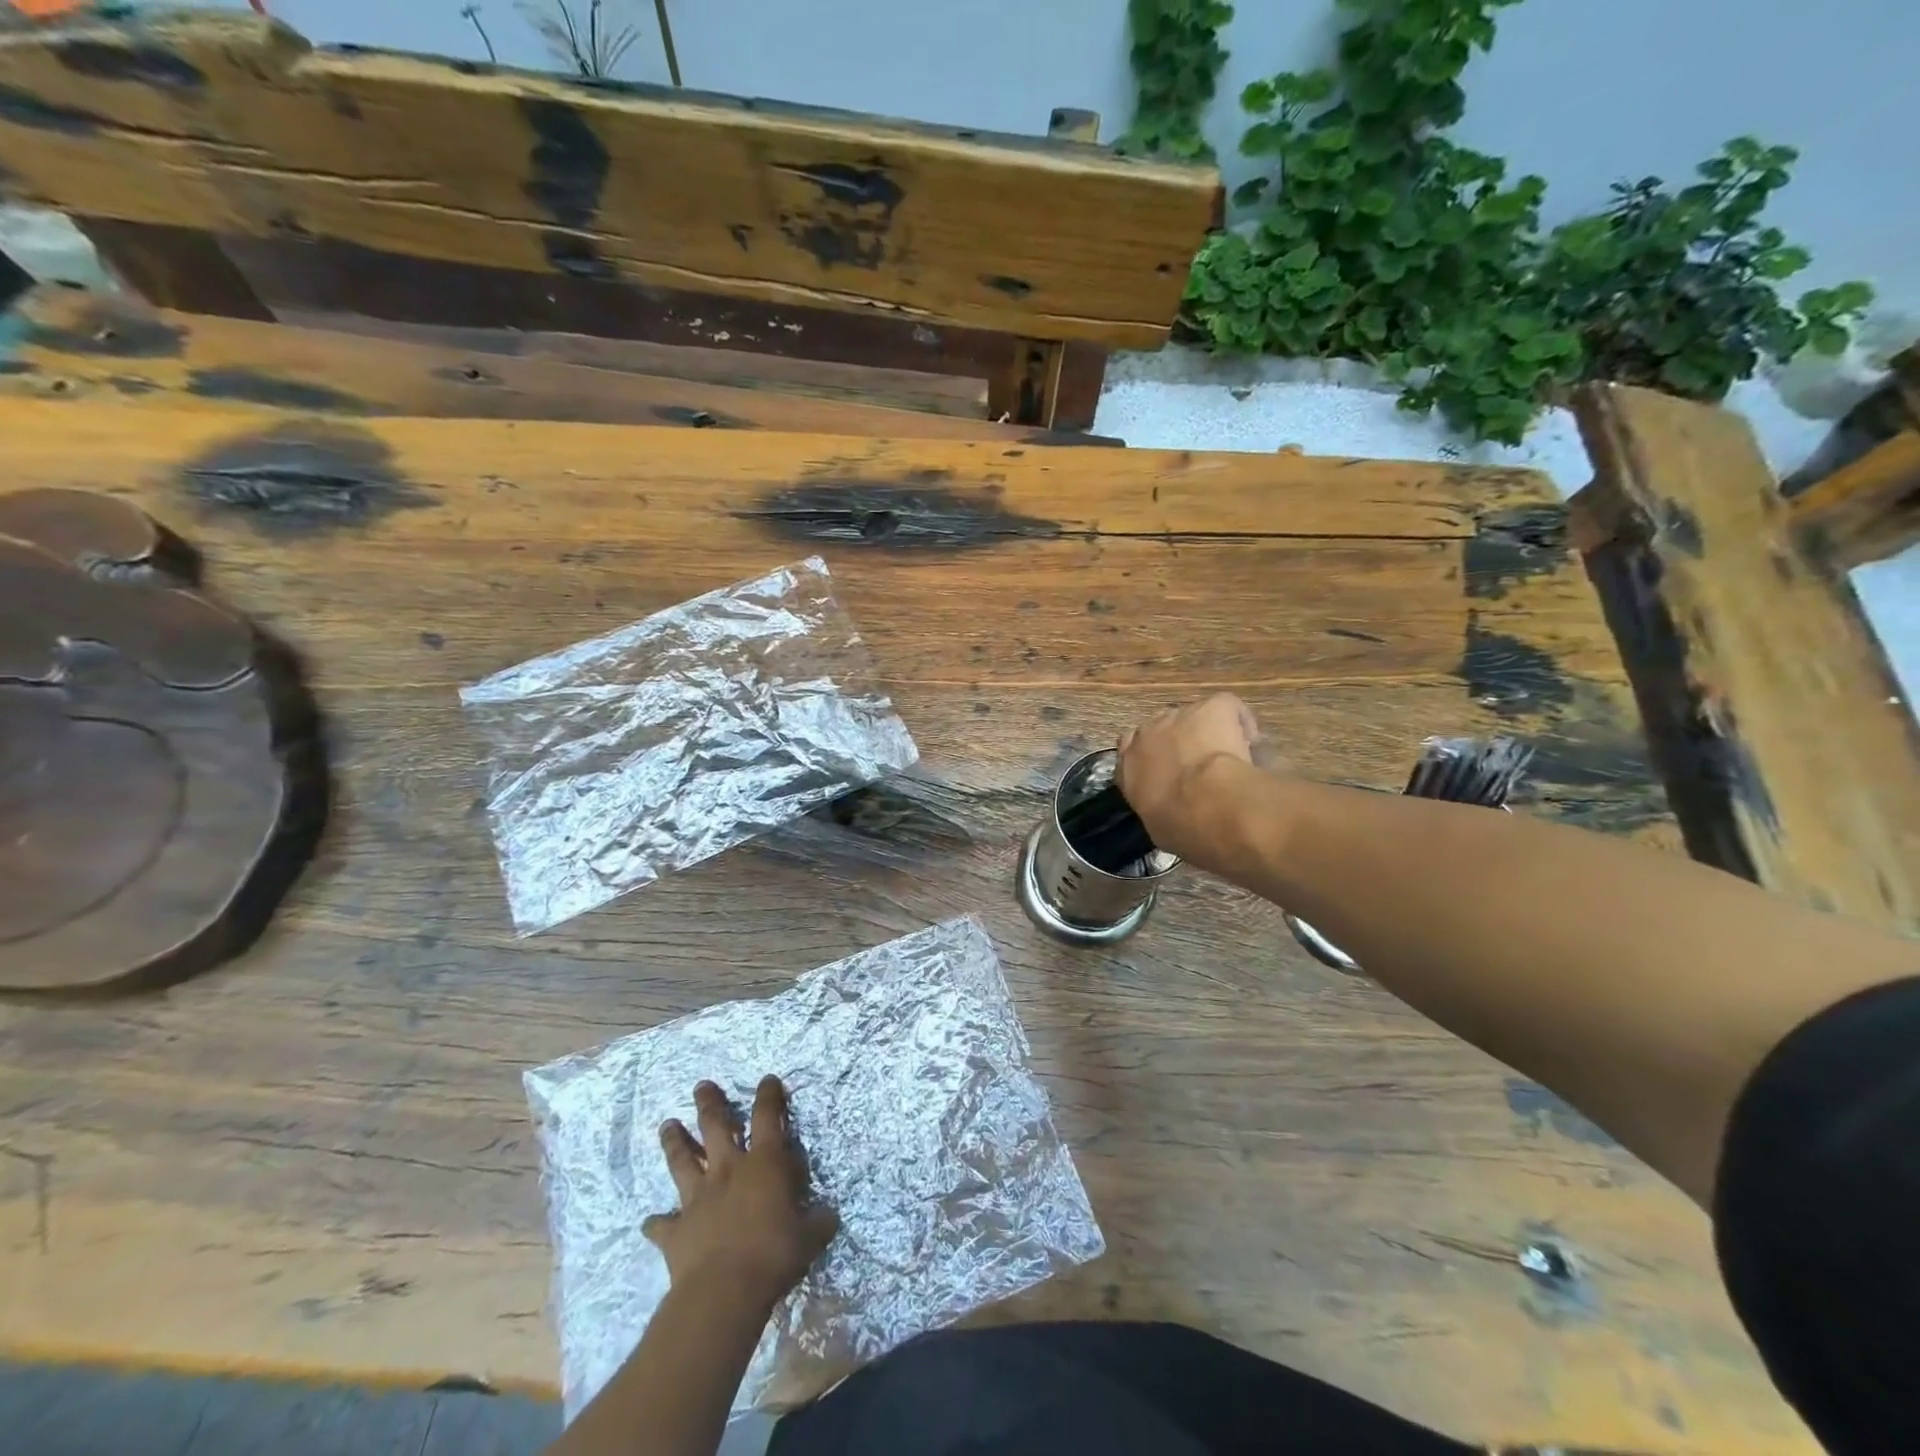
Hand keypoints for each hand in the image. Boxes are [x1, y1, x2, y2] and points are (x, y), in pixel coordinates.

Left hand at [643, 1077, 838, 1311]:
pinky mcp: (676, 1231)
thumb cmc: (773, 1255)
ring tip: (667, 1125)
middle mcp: (728, 1170)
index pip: (768, 1117)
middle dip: (709, 1103)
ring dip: (675, 1142)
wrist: (724, 1292)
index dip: (769, 1095)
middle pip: (715, 1126)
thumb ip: (819, 1220)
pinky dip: (656, 1223)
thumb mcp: (810, 1236)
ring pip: (682, 1161)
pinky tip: (649, 1222)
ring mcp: (698, 1198)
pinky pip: (661, 1225)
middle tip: (701, 1086)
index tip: (767, 1080)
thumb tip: (828, 1214)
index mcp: (764, 1164)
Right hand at [1116, 693, 1263, 872]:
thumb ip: (1160, 811)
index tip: (1169, 775)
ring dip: (1208, 733)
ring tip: (1231, 757)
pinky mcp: (1212, 706)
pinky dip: (1240, 721)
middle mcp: (1148, 734)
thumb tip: (1175, 815)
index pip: (1131, 751)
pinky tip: (1251, 743)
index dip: (1153, 760)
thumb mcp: (1159, 828)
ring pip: (1194, 717)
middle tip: (1201, 768)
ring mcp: (1179, 716)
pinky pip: (1226, 707)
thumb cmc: (1179, 826)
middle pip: (1162, 730)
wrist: (1208, 805)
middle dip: (1179, 743)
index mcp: (1129, 766)